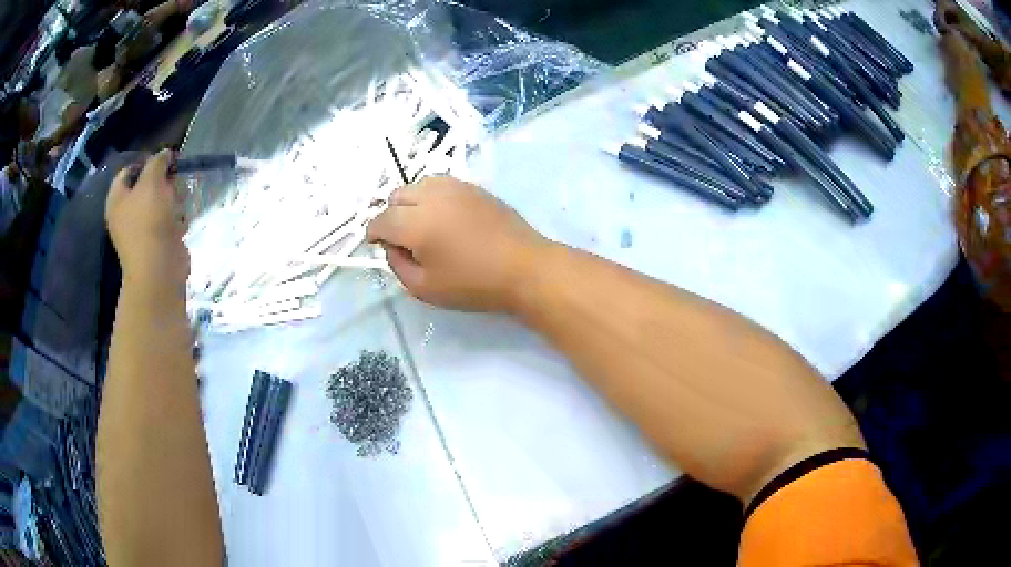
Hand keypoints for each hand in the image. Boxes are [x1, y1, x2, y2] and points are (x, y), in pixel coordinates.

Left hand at [106, 150, 188, 287]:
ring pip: (160, 202)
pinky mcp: (156, 242)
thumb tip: (165, 153)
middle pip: (146, 185)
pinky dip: (176, 219)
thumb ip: (158, 162)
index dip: (147, 162)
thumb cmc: (149, 222)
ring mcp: (140, 229)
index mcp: (117, 199)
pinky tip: (180, 223)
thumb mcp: (152, 181)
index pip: (129, 170)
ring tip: (178, 204)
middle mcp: (125, 213)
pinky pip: (167, 221)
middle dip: (163, 182)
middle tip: (172, 183)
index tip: (164, 161)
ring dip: (172, 200)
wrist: (158, 270)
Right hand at [367, 176, 548, 311]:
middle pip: (397, 196)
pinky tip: (443, 215)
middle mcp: (432, 197)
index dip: (373, 233)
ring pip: (418, 185)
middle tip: (402, 238)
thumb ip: (397, 265)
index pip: (382, 220)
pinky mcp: (473, 187)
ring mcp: (455, 187)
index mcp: (416, 223)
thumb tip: (392, 246)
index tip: (376, 244)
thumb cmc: (474, 284)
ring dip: (411, 202)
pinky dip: (431, 196)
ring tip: (422, 224)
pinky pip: (440, 183)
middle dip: (391, 216)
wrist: (524, 267)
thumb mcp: (424, 288)